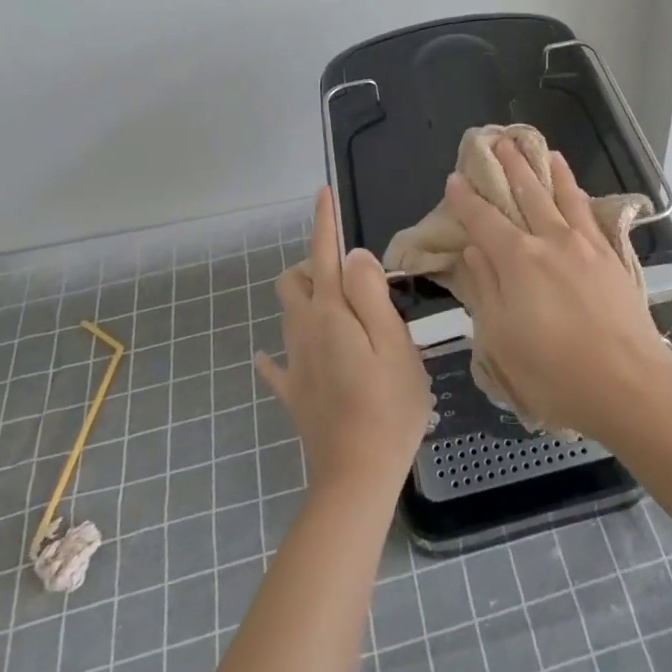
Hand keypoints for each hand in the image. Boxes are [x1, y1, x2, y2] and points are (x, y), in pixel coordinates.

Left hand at [256, 188, 431, 499]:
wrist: (356, 477)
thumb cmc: (388, 405)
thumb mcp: (393, 342)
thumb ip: (370, 294)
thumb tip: (354, 256)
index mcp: (330, 314)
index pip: (323, 255)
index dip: (323, 223)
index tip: (323, 194)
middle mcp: (304, 332)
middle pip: (293, 281)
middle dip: (311, 263)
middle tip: (348, 271)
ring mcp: (295, 365)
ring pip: (289, 314)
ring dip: (306, 297)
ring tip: (340, 305)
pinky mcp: (296, 394)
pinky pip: (278, 363)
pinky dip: (281, 349)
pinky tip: (281, 353)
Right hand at [446, 141, 671, 442]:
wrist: (629, 384)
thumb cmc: (555, 373)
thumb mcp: (502, 340)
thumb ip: (485, 289)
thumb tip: (472, 249)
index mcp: (516, 261)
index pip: (484, 221)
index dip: (466, 200)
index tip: (454, 179)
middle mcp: (549, 241)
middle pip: (525, 194)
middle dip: (508, 167)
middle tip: (497, 141)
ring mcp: (584, 244)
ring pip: (560, 195)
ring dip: (544, 169)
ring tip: (537, 147)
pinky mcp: (610, 255)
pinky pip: (588, 211)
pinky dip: (576, 191)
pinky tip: (574, 185)